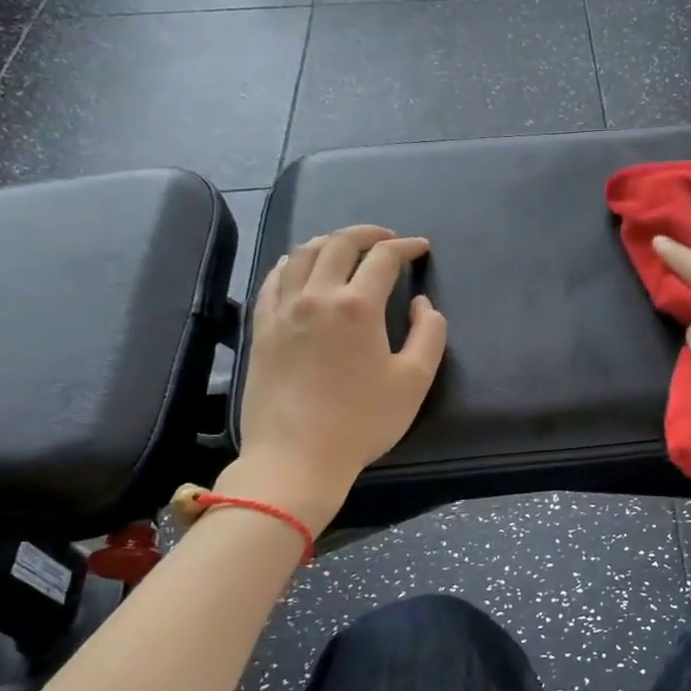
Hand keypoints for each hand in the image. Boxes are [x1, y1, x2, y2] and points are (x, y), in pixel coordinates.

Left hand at [226, 225, 446, 526]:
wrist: (295, 457)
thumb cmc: (362, 422)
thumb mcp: (414, 381)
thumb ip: (429, 334)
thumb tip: (423, 304)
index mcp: (358, 306)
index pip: (384, 258)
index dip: (406, 247)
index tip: (421, 248)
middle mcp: (317, 296)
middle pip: (340, 244)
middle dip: (368, 233)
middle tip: (387, 238)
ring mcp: (283, 310)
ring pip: (303, 254)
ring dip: (329, 242)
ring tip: (346, 246)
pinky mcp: (261, 328)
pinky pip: (274, 279)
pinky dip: (292, 263)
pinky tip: (300, 268)